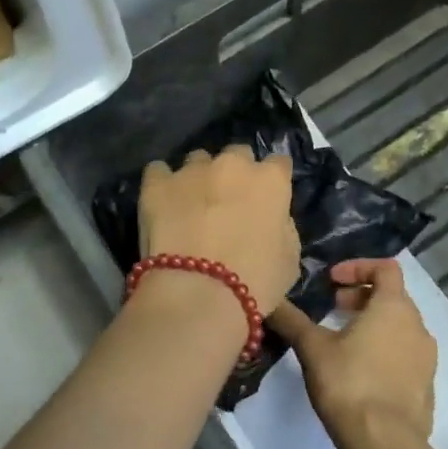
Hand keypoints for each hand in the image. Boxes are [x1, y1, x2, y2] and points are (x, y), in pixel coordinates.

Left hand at [138, 147, 299, 314]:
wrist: (198, 294)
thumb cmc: (255, 282)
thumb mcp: (290, 258)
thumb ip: (282, 226)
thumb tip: (272, 219)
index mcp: (270, 180)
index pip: (278, 164)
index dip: (272, 181)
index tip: (267, 198)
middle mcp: (232, 165)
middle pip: (237, 154)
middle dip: (235, 173)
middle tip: (228, 202)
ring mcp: (191, 170)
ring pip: (197, 160)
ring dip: (199, 176)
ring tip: (191, 204)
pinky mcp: (157, 183)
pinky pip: (158, 171)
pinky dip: (162, 183)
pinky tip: (161, 203)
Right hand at [269, 258, 436, 448]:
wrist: (385, 443)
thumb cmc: (348, 383)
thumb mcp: (312, 348)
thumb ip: (291, 320)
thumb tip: (268, 301)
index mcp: (394, 307)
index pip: (386, 268)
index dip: (357, 267)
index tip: (332, 281)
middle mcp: (417, 326)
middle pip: (393, 297)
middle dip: (362, 297)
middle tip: (334, 309)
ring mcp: (426, 359)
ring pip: (401, 328)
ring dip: (374, 325)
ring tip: (344, 342)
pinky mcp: (427, 387)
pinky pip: (406, 356)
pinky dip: (385, 352)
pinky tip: (361, 374)